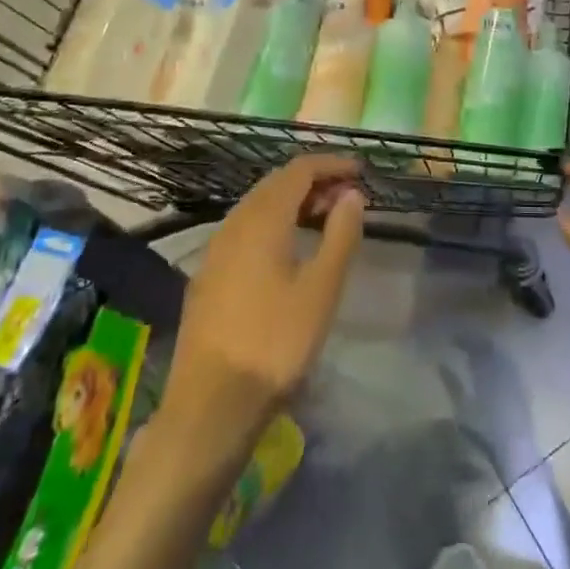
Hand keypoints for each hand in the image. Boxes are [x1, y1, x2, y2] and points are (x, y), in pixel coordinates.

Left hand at [159, 155, 365, 458]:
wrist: (211, 403)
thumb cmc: (276, 341)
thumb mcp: (322, 288)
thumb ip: (341, 234)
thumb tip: (352, 194)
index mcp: (262, 219)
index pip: (298, 170)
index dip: (331, 164)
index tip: (361, 171)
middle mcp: (234, 223)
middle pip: (276, 183)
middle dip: (314, 181)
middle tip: (348, 196)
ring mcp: (216, 250)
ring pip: (258, 206)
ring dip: (293, 202)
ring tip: (325, 219)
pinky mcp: (208, 275)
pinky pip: (245, 229)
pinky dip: (274, 223)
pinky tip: (289, 250)